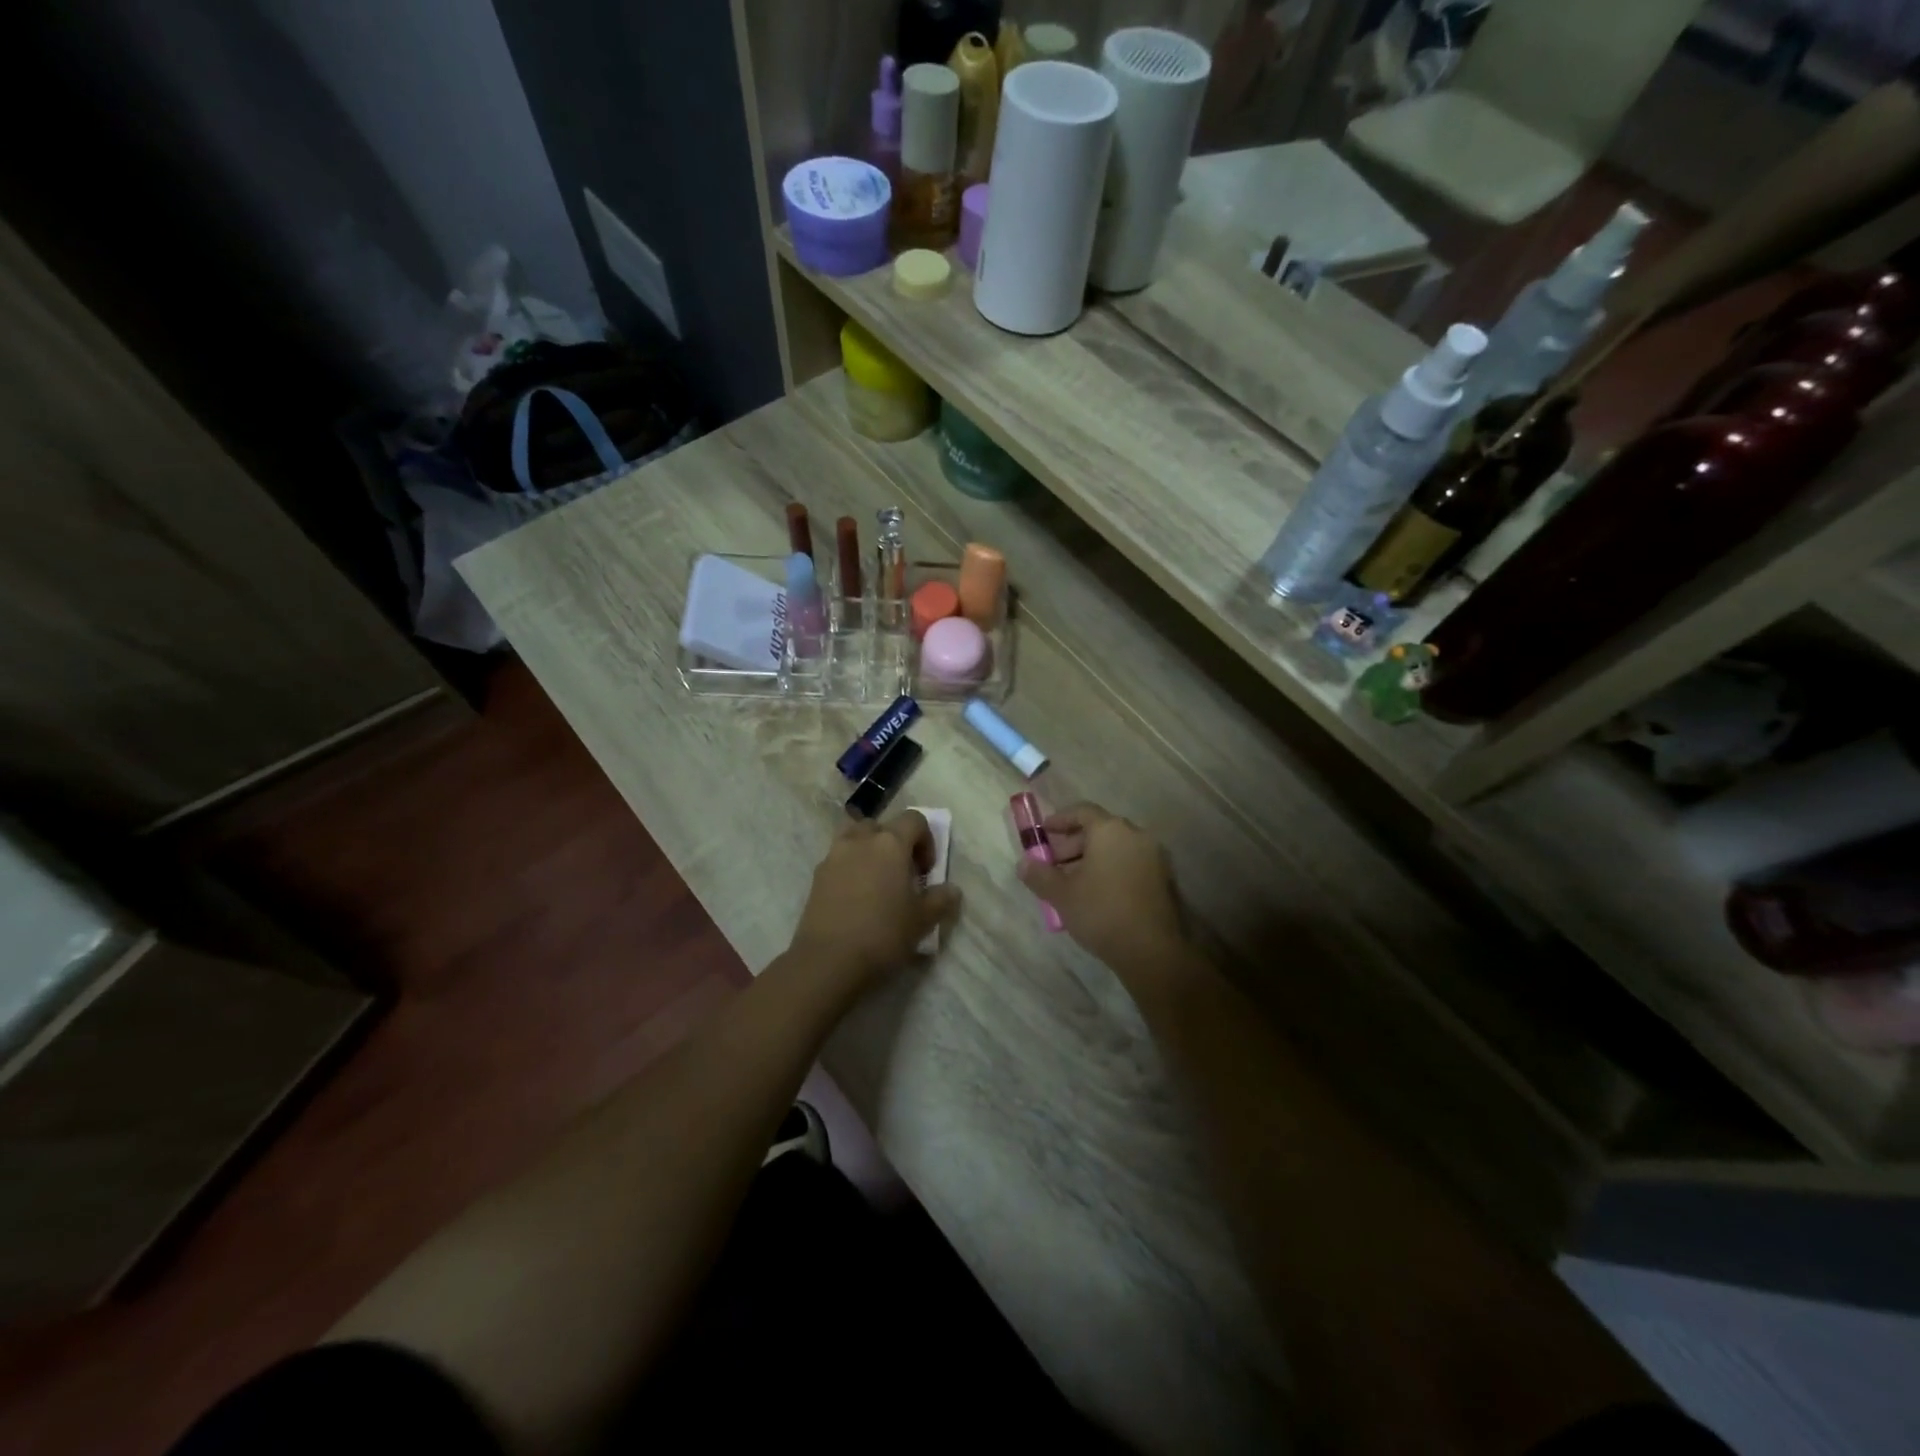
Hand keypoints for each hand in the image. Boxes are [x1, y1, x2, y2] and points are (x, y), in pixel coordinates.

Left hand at [788, 811, 960, 991]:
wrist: (828, 960)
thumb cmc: (883, 934)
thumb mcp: (922, 920)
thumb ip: (940, 900)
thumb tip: (951, 890)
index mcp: (890, 843)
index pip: (914, 820)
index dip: (926, 840)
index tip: (926, 871)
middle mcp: (860, 840)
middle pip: (881, 826)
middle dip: (895, 843)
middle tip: (902, 874)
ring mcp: (834, 856)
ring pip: (854, 837)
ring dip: (868, 850)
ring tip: (876, 881)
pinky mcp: (816, 876)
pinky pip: (838, 859)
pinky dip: (850, 868)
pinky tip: (856, 898)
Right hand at [1015, 803, 1186, 980]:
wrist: (1152, 950)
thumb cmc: (1102, 912)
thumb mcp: (1062, 894)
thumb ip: (1039, 875)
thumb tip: (1023, 863)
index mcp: (1111, 830)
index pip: (1082, 811)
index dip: (1060, 819)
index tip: (1043, 832)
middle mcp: (1136, 836)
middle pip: (1099, 829)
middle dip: (1073, 844)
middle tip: (1053, 864)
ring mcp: (1154, 857)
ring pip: (1115, 848)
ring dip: (1091, 859)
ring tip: (1071, 883)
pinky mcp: (1163, 879)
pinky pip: (1129, 863)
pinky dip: (1110, 870)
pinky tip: (1096, 894)